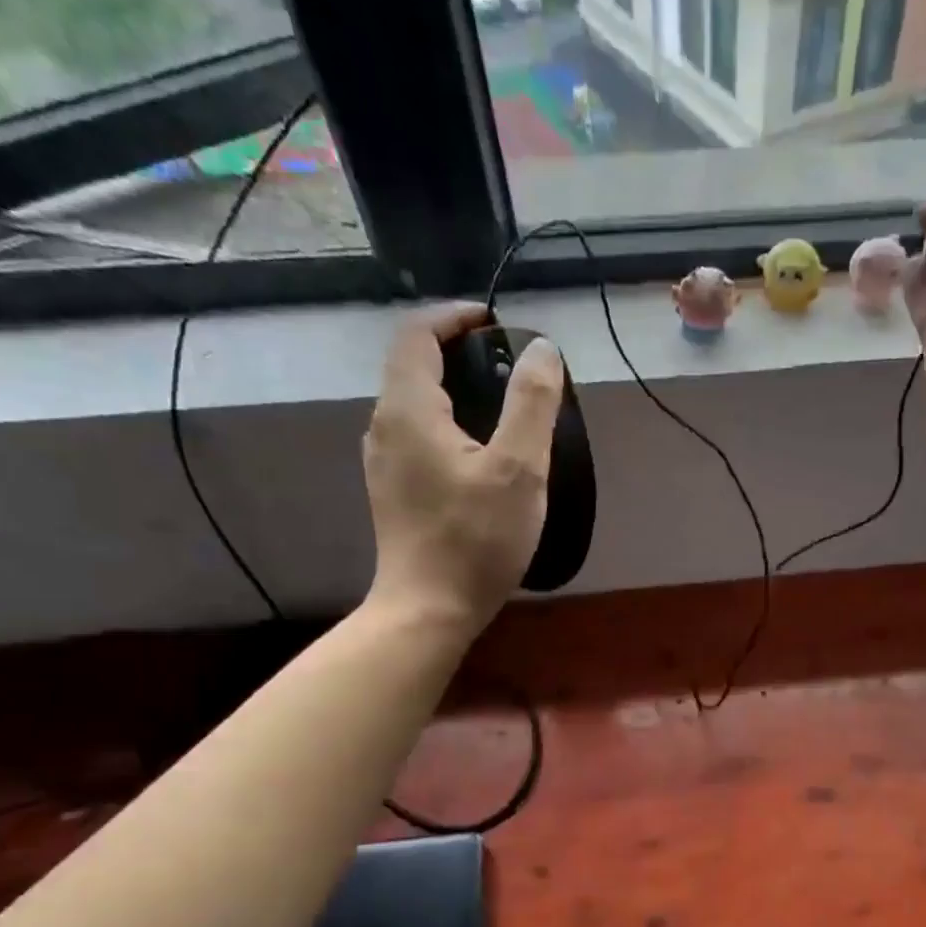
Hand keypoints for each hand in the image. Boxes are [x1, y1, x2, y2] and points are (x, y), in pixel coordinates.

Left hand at [364, 302, 561, 634]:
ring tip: (501, 409)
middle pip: (413, 368)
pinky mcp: (392, 492)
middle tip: (509, 368)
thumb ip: (531, 402)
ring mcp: (383, 463)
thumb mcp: (518, 469)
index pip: (417, 335)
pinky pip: (416, 438)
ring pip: (415, 406)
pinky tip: (478, 455)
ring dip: (454, 392)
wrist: (428, 609)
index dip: (454, 317)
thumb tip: (541, 348)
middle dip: (458, 354)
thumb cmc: (476, 539)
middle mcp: (384, 427)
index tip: (495, 323)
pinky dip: (446, 425)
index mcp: (408, 409)